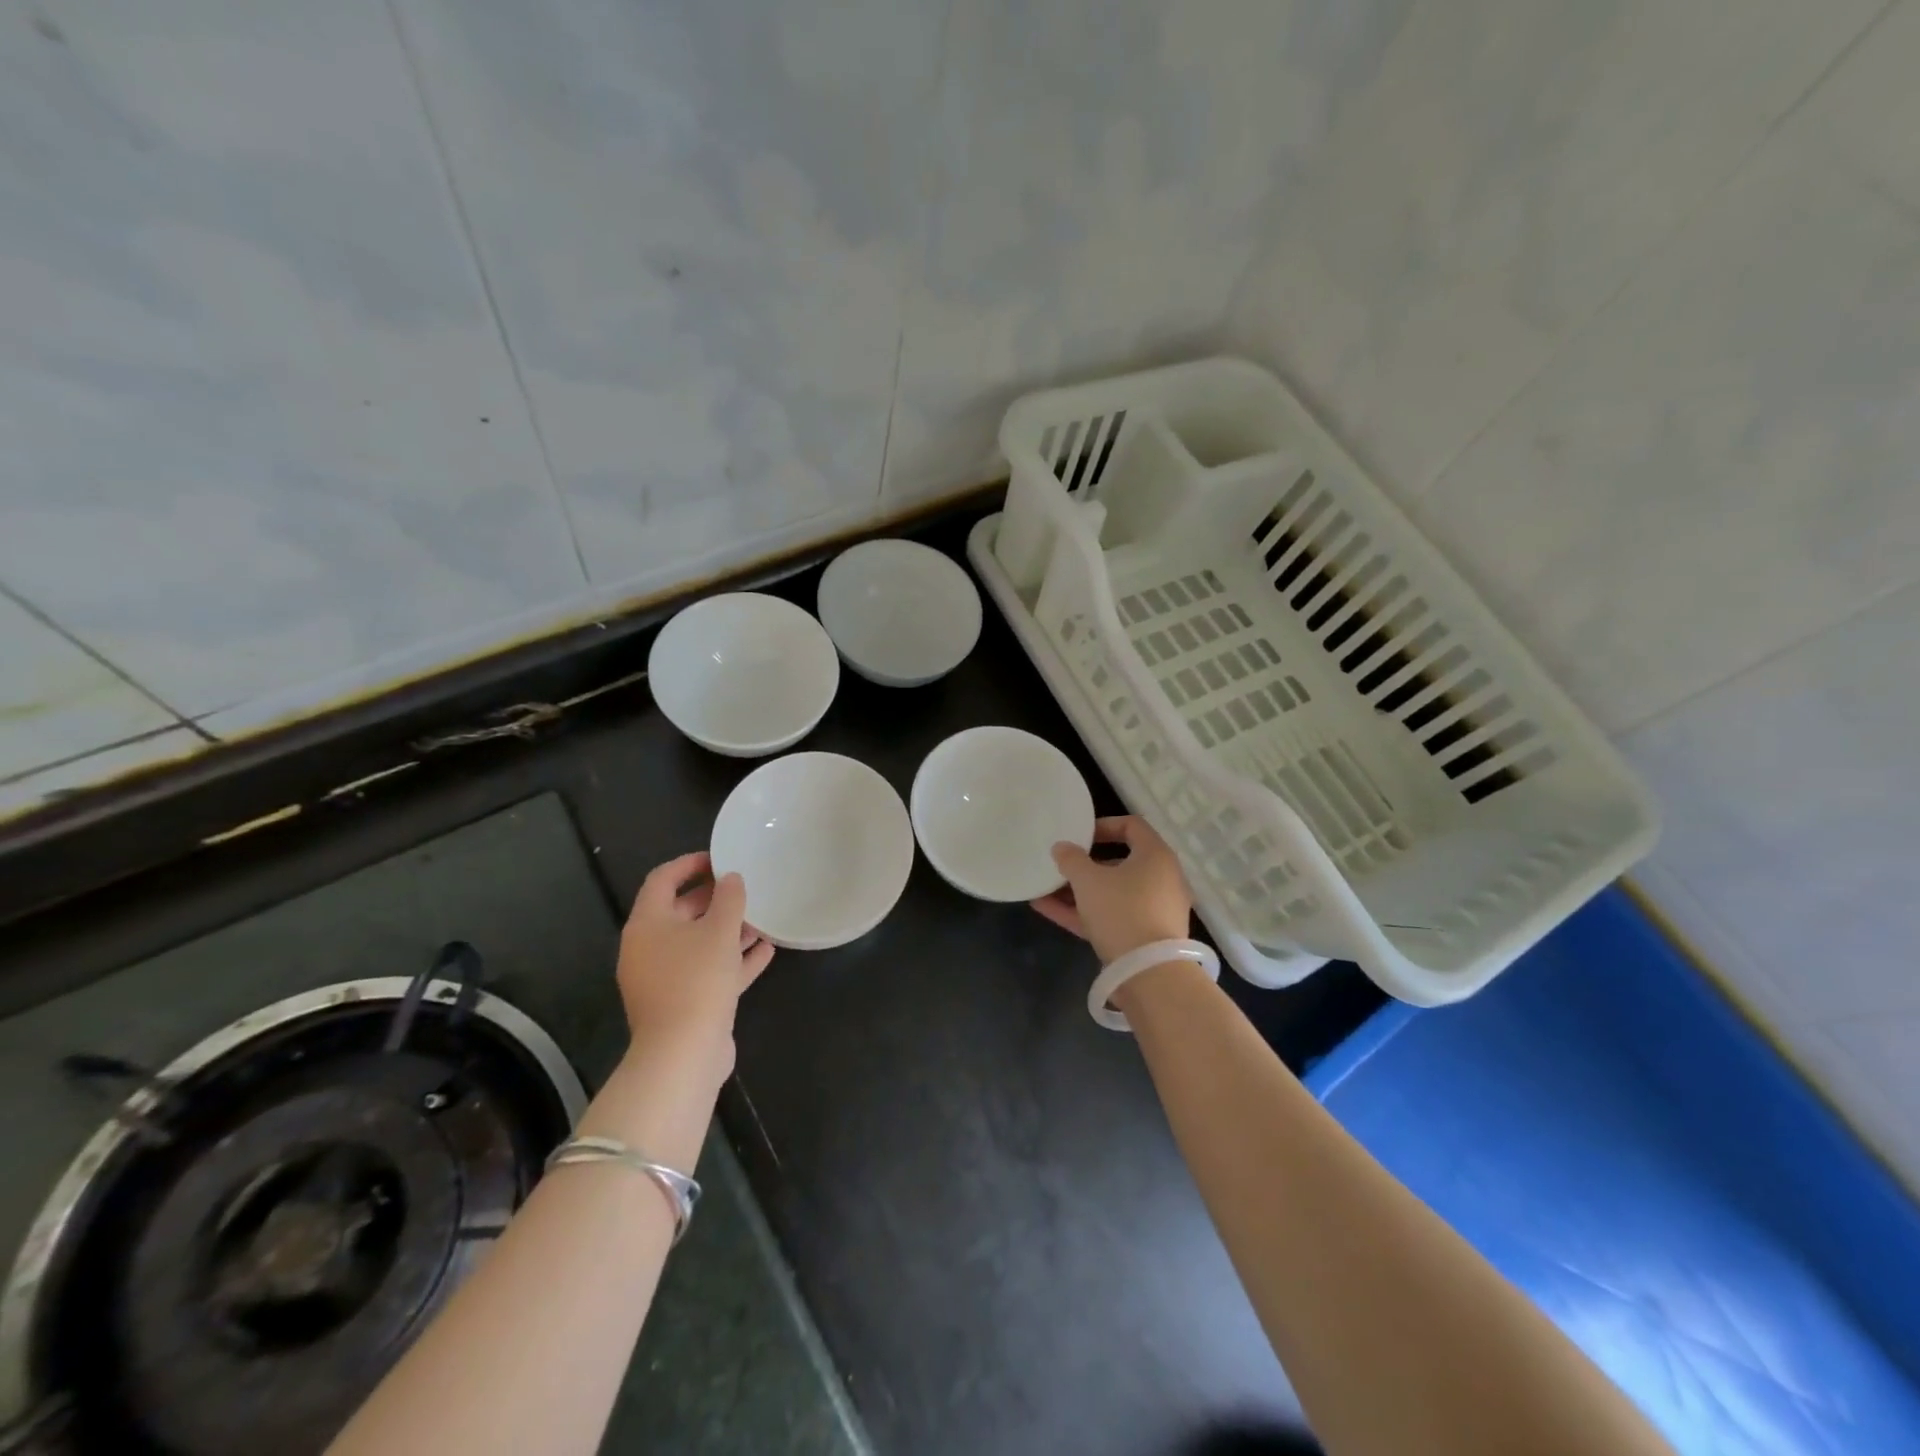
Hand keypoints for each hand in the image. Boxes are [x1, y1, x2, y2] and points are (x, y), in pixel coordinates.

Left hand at [615, 852, 772, 1081]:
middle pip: (681, 912)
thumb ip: (728, 899)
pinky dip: (733, 960)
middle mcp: (649, 948)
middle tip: (745, 887)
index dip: (689, 864)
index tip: (720, 857)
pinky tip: (766, 952)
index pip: (662, 880)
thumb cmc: (696, 980)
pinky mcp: (684, 1003)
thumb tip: (731, 879)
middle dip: (715, 899)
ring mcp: (665, 979)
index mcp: (647, 924)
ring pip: (698, 944)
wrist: (683, 1054)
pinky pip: (709, 971)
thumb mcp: (718, 931)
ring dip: (729, 930)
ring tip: (762, 919)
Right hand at [1030, 816, 1192, 962]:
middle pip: (1120, 862)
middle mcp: (1161, 880)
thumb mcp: (1088, 880)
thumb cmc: (1121, 911)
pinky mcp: (1144, 937)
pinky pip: (1110, 916)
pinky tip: (1046, 909)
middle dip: (1085, 864)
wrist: (1149, 974)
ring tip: (1045, 888)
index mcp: (1156, 856)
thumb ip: (1071, 859)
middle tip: (1061, 864)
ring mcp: (1154, 911)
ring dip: (1079, 890)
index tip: (1078, 835)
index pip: (1132, 826)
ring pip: (1112, 893)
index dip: (1103, 825)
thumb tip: (1062, 847)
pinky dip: (1083, 912)